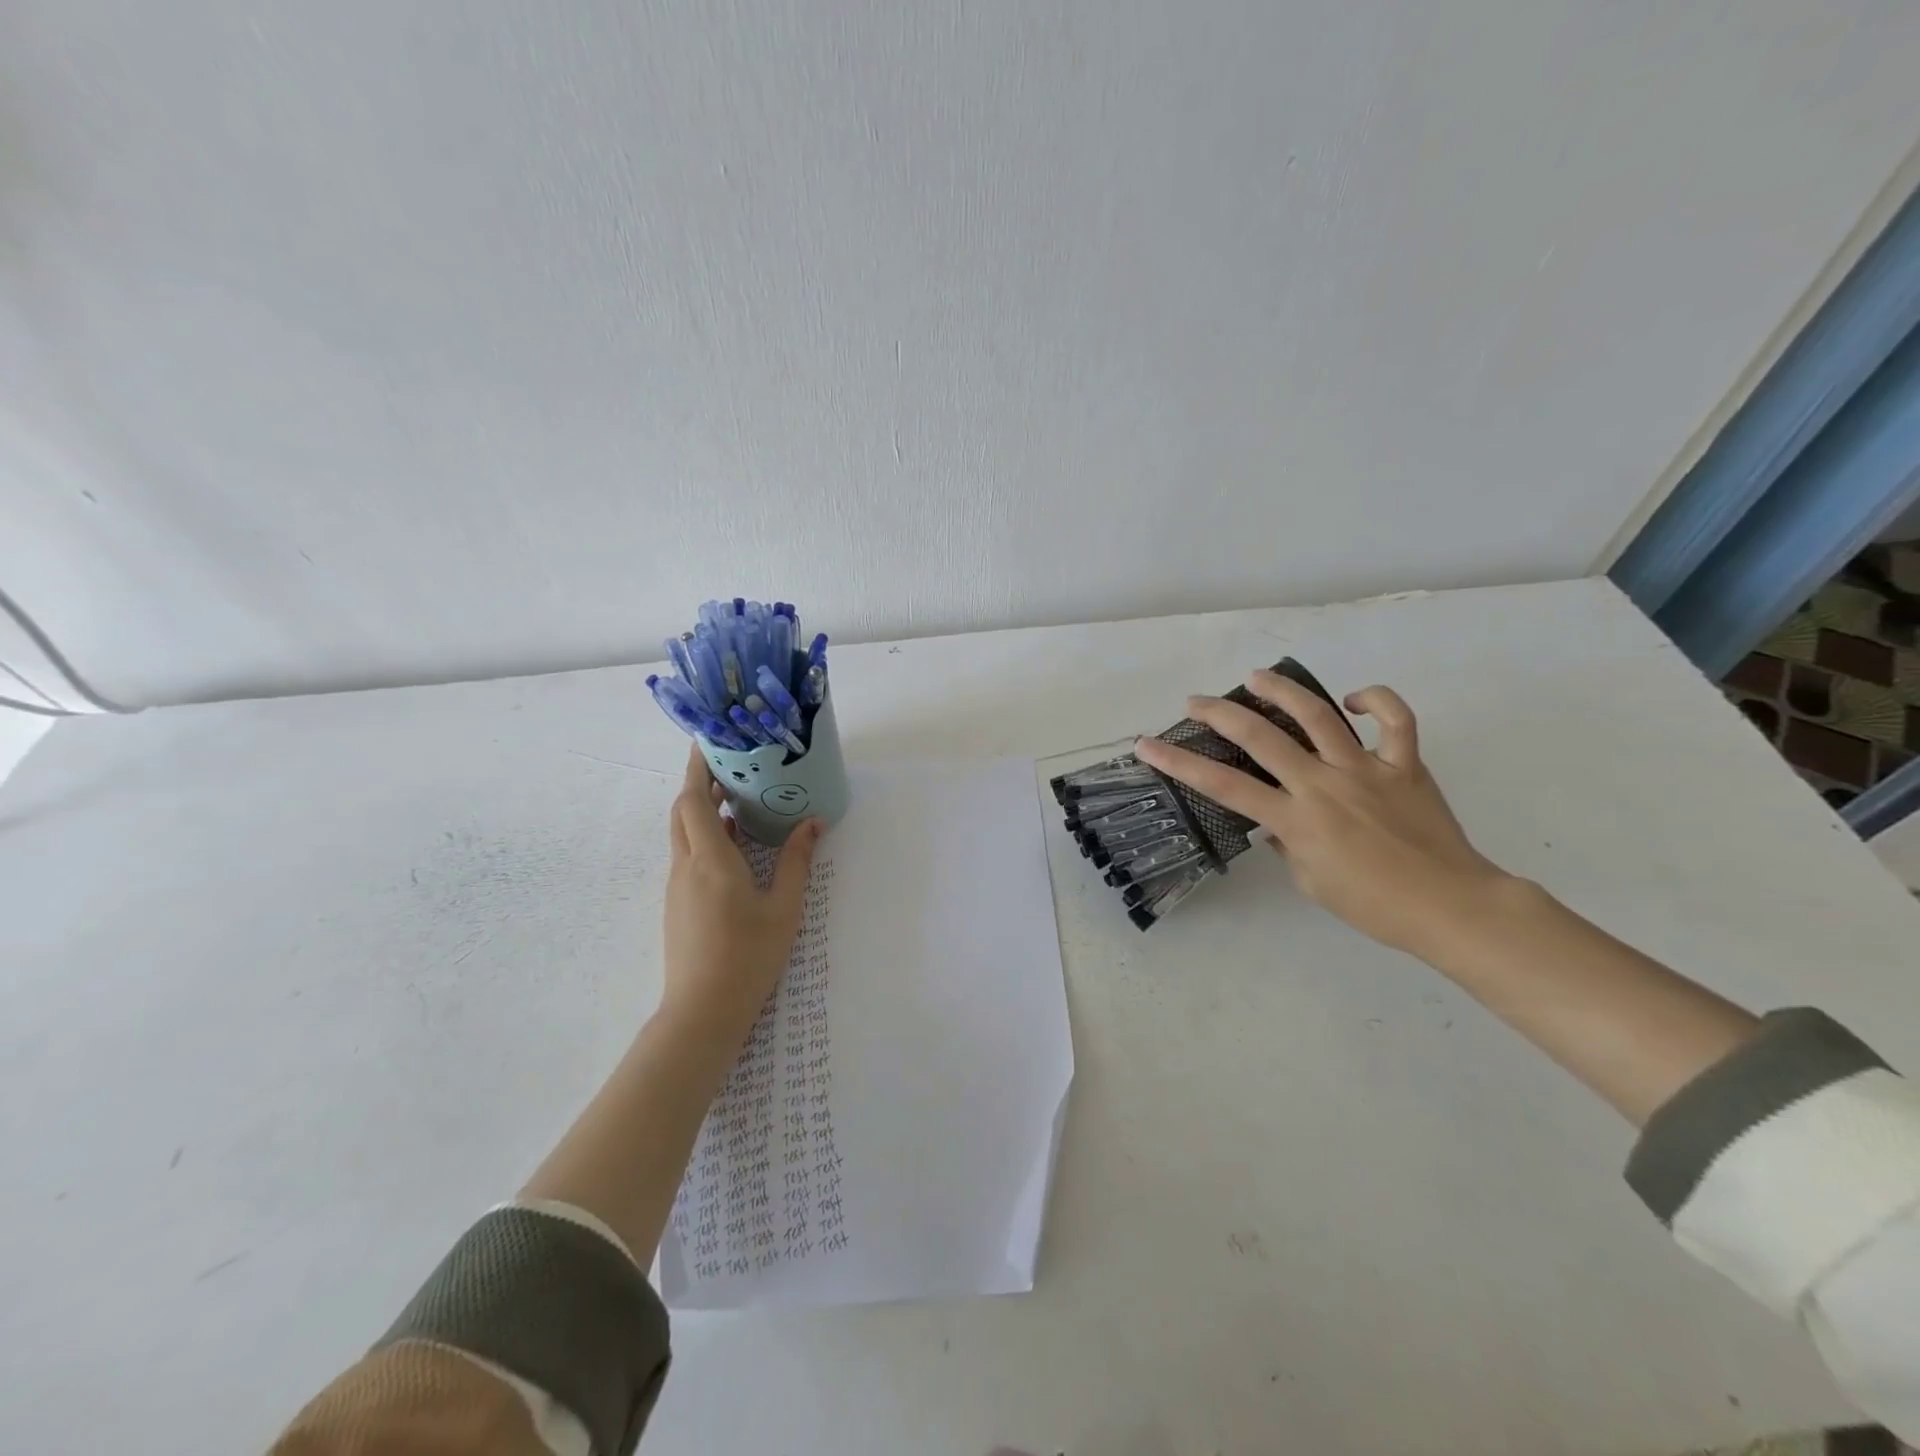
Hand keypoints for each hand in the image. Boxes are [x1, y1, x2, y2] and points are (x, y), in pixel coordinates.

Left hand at [662, 746, 823, 1039]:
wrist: (702, 1011)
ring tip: (737, 798)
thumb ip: (796, 861)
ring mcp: (678, 887)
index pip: (693, 799)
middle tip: (730, 766)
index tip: (708, 741)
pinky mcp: (679, 904)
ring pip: (683, 833)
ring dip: (702, 810)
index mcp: (711, 860)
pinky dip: (705, 836)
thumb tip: (812, 823)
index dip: (697, 767)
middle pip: (682, 811)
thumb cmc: (747, 956)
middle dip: (699, 783)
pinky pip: (688, 855)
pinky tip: (735, 845)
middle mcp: (686, 866)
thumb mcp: (783, 907)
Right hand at [1133, 671, 1508, 955]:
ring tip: (1255, 677)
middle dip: (1219, 713)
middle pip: (1260, 736)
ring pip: (1317, 714)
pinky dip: (1374, 700)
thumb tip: (1280, 820)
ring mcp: (1366, 768)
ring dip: (1280, 690)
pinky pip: (1395, 719)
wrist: (1450, 906)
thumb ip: (1287, 843)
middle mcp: (1323, 784)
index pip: (1222, 784)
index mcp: (1296, 818)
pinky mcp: (1405, 763)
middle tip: (1196, 702)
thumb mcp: (1310, 882)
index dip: (1179, 762)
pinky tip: (1352, 699)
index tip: (1148, 744)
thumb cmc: (1373, 905)